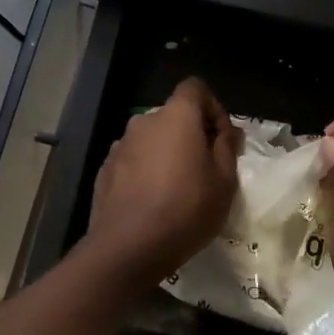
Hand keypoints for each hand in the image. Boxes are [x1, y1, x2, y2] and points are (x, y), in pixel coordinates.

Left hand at [86, 78, 241, 284]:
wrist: (128, 246)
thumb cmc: (186, 209)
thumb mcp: (224, 181)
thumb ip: (227, 147)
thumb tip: (228, 131)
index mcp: (176, 116)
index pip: (195, 87)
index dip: (213, 107)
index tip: (222, 138)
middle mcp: (144, 121)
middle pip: (173, 115)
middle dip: (191, 134)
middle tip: (206, 167)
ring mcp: (120, 145)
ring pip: (152, 139)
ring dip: (167, 153)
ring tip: (178, 188)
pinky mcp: (105, 169)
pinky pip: (133, 160)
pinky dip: (146, 171)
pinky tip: (153, 201)